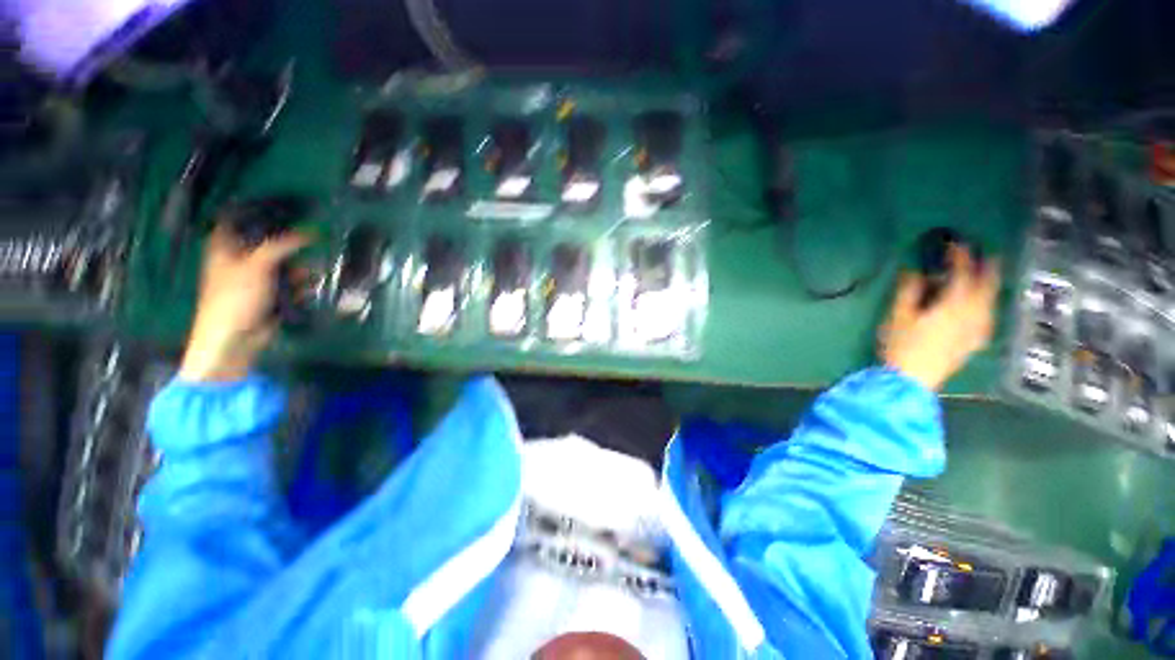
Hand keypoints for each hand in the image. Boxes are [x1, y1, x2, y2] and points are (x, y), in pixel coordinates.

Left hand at [179, 224, 309, 382]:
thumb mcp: (257, 264)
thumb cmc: (234, 297)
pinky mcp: (272, 294)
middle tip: (312, 237)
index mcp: (226, 246)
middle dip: (291, 243)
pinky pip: (292, 284)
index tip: (286, 206)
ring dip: (300, 267)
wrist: (234, 338)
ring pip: (285, 264)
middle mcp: (242, 258)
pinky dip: (302, 285)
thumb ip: (283, 245)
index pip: (241, 220)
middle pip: (270, 243)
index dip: (261, 212)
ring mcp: (258, 278)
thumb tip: (312, 231)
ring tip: (312, 271)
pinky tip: (309, 287)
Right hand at [879, 246, 999, 391]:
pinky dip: (989, 305)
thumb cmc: (901, 345)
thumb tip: (914, 270)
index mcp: (953, 305)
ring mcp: (976, 329)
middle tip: (988, 253)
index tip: (956, 243)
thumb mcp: (898, 316)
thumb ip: (908, 291)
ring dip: (991, 285)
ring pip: (991, 301)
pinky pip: (989, 317)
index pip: (962, 273)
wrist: (912, 380)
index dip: (960, 256)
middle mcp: (972, 314)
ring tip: (989, 276)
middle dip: (988, 268)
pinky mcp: (974, 342)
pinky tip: (985, 307)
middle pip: (987, 286)